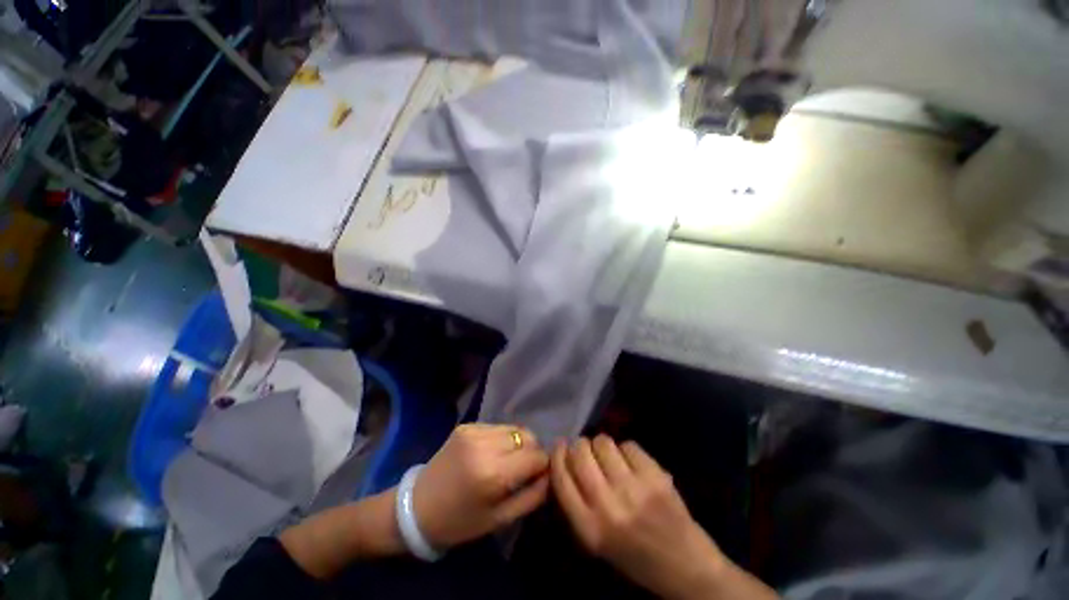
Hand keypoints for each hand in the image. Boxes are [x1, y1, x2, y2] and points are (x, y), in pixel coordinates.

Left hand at [413, 423, 549, 549]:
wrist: (416, 507)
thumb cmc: (459, 522)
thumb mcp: (499, 520)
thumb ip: (532, 496)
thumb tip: (551, 475)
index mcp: (493, 473)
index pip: (537, 456)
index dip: (543, 466)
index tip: (538, 477)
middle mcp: (485, 445)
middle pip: (528, 436)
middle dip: (532, 452)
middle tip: (523, 470)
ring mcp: (474, 430)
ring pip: (514, 428)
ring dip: (518, 443)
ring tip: (507, 461)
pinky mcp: (466, 425)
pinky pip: (497, 427)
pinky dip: (502, 439)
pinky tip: (491, 453)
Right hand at [551, 436, 731, 599]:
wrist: (686, 568)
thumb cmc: (635, 556)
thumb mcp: (596, 540)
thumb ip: (577, 502)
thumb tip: (565, 460)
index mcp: (589, 528)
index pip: (561, 478)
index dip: (558, 455)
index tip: (560, 445)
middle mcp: (608, 505)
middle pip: (580, 453)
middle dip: (580, 445)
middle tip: (586, 449)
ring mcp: (633, 488)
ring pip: (603, 442)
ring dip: (603, 445)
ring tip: (611, 457)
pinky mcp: (655, 476)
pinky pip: (628, 445)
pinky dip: (627, 450)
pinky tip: (632, 464)